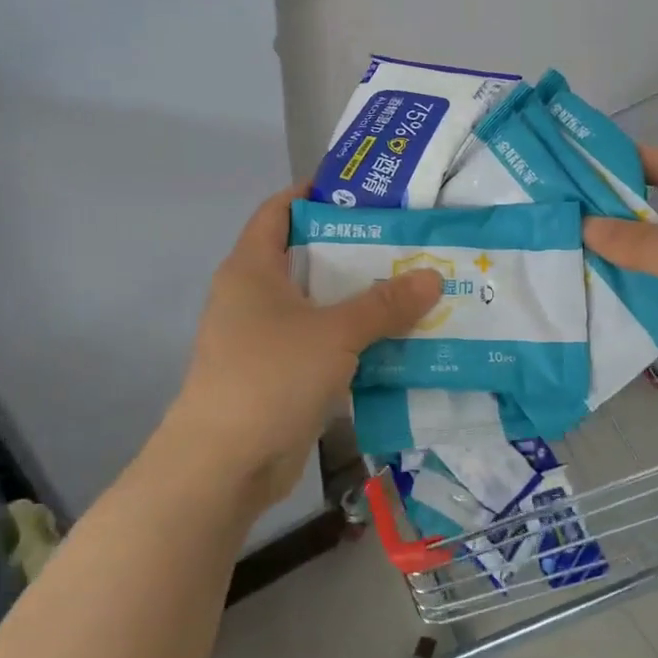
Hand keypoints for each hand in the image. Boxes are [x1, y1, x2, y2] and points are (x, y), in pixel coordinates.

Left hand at [160, 188, 442, 514]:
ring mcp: (265, 338)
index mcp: (252, 269)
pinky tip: (397, 339)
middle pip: (308, 257)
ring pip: (320, 304)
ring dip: (361, 299)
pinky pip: (323, 343)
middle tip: (408, 240)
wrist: (224, 466)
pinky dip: (355, 339)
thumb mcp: (335, 332)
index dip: (315, 193)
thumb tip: (433, 276)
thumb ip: (385, 304)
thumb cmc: (271, 376)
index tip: (366, 191)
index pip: (279, 211)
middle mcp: (254, 296)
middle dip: (356, 249)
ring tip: (414, 286)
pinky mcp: (279, 375)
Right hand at [583, 147, 657, 438]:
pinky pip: (655, 300)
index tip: (582, 161)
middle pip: (656, 216)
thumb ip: (644, 245)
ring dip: (615, 260)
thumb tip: (585, 224)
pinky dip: (628, 299)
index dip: (633, 159)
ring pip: (651, 262)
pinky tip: (588, 299)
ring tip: (560, 256)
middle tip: (558, 215)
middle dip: (612, 214)